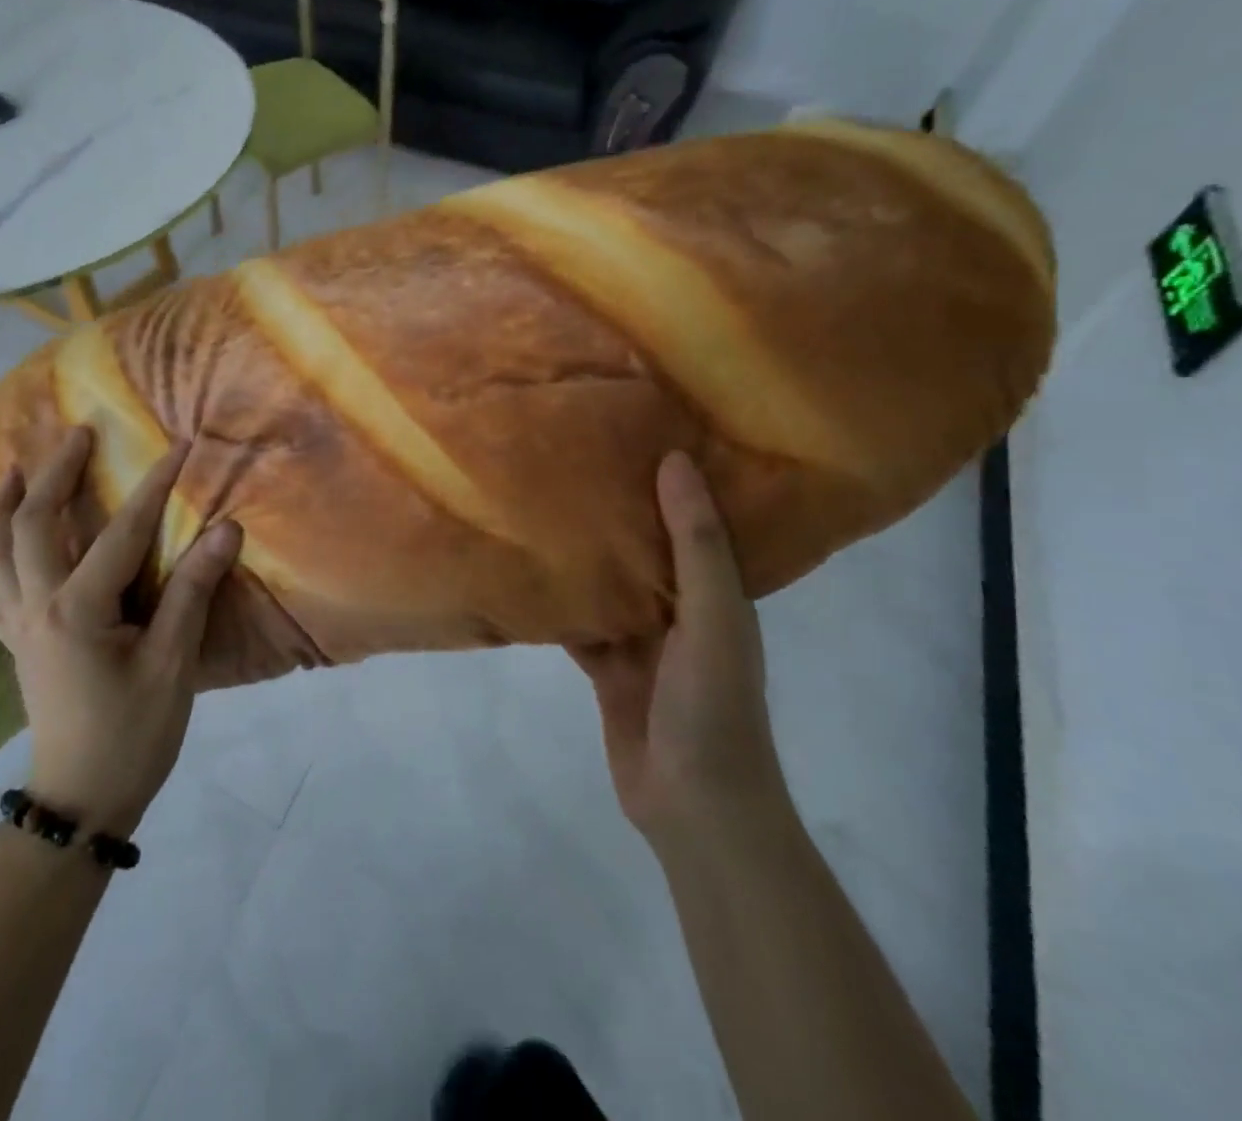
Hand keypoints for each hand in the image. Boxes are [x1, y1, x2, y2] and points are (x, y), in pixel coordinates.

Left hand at [0, 428, 243, 834]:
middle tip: (79, 434)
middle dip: (56, 472)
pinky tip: (3, 536)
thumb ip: (192, 592)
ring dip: (5, 503)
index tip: (179, 447)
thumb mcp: (172, 664)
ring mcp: (16, 624)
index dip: (154, 486)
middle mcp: (35, 606)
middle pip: (31, 523)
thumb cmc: (132, 734)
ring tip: (20, 467)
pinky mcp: (14, 641)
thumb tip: (225, 531)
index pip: (120, 532)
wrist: (79, 802)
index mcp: (76, 610)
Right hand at [570, 451, 785, 842]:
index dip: (673, 480)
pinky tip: (525, 572)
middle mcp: (679, 610)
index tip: (640, 432)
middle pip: (644, 549)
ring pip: (608, 585)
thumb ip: (696, 545)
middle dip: (617, 511)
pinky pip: (580, 624)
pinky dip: (559, 603)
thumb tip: (676, 460)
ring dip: (584, 555)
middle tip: (576, 460)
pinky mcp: (608, 670)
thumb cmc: (713, 705)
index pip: (695, 521)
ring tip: (543, 503)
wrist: (695, 808)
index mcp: (716, 592)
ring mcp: (642, 642)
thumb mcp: (714, 618)